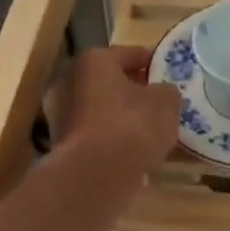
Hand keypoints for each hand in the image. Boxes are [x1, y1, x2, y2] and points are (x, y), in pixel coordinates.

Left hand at [48, 46, 181, 180]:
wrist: (96, 176)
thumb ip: (167, 92)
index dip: (153, 63)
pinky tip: (132, 152)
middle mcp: (68, 81)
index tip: (169, 74)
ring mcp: (60, 115)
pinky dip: (112, 140)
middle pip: (110, 83)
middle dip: (134, 92)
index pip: (130, 54)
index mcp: (93, 60)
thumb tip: (162, 94)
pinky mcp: (61, 145)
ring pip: (101, 110)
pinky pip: (95, 136)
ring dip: (121, 118)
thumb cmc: (132, 127)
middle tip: (159, 104)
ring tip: (149, 131)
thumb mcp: (166, 103)